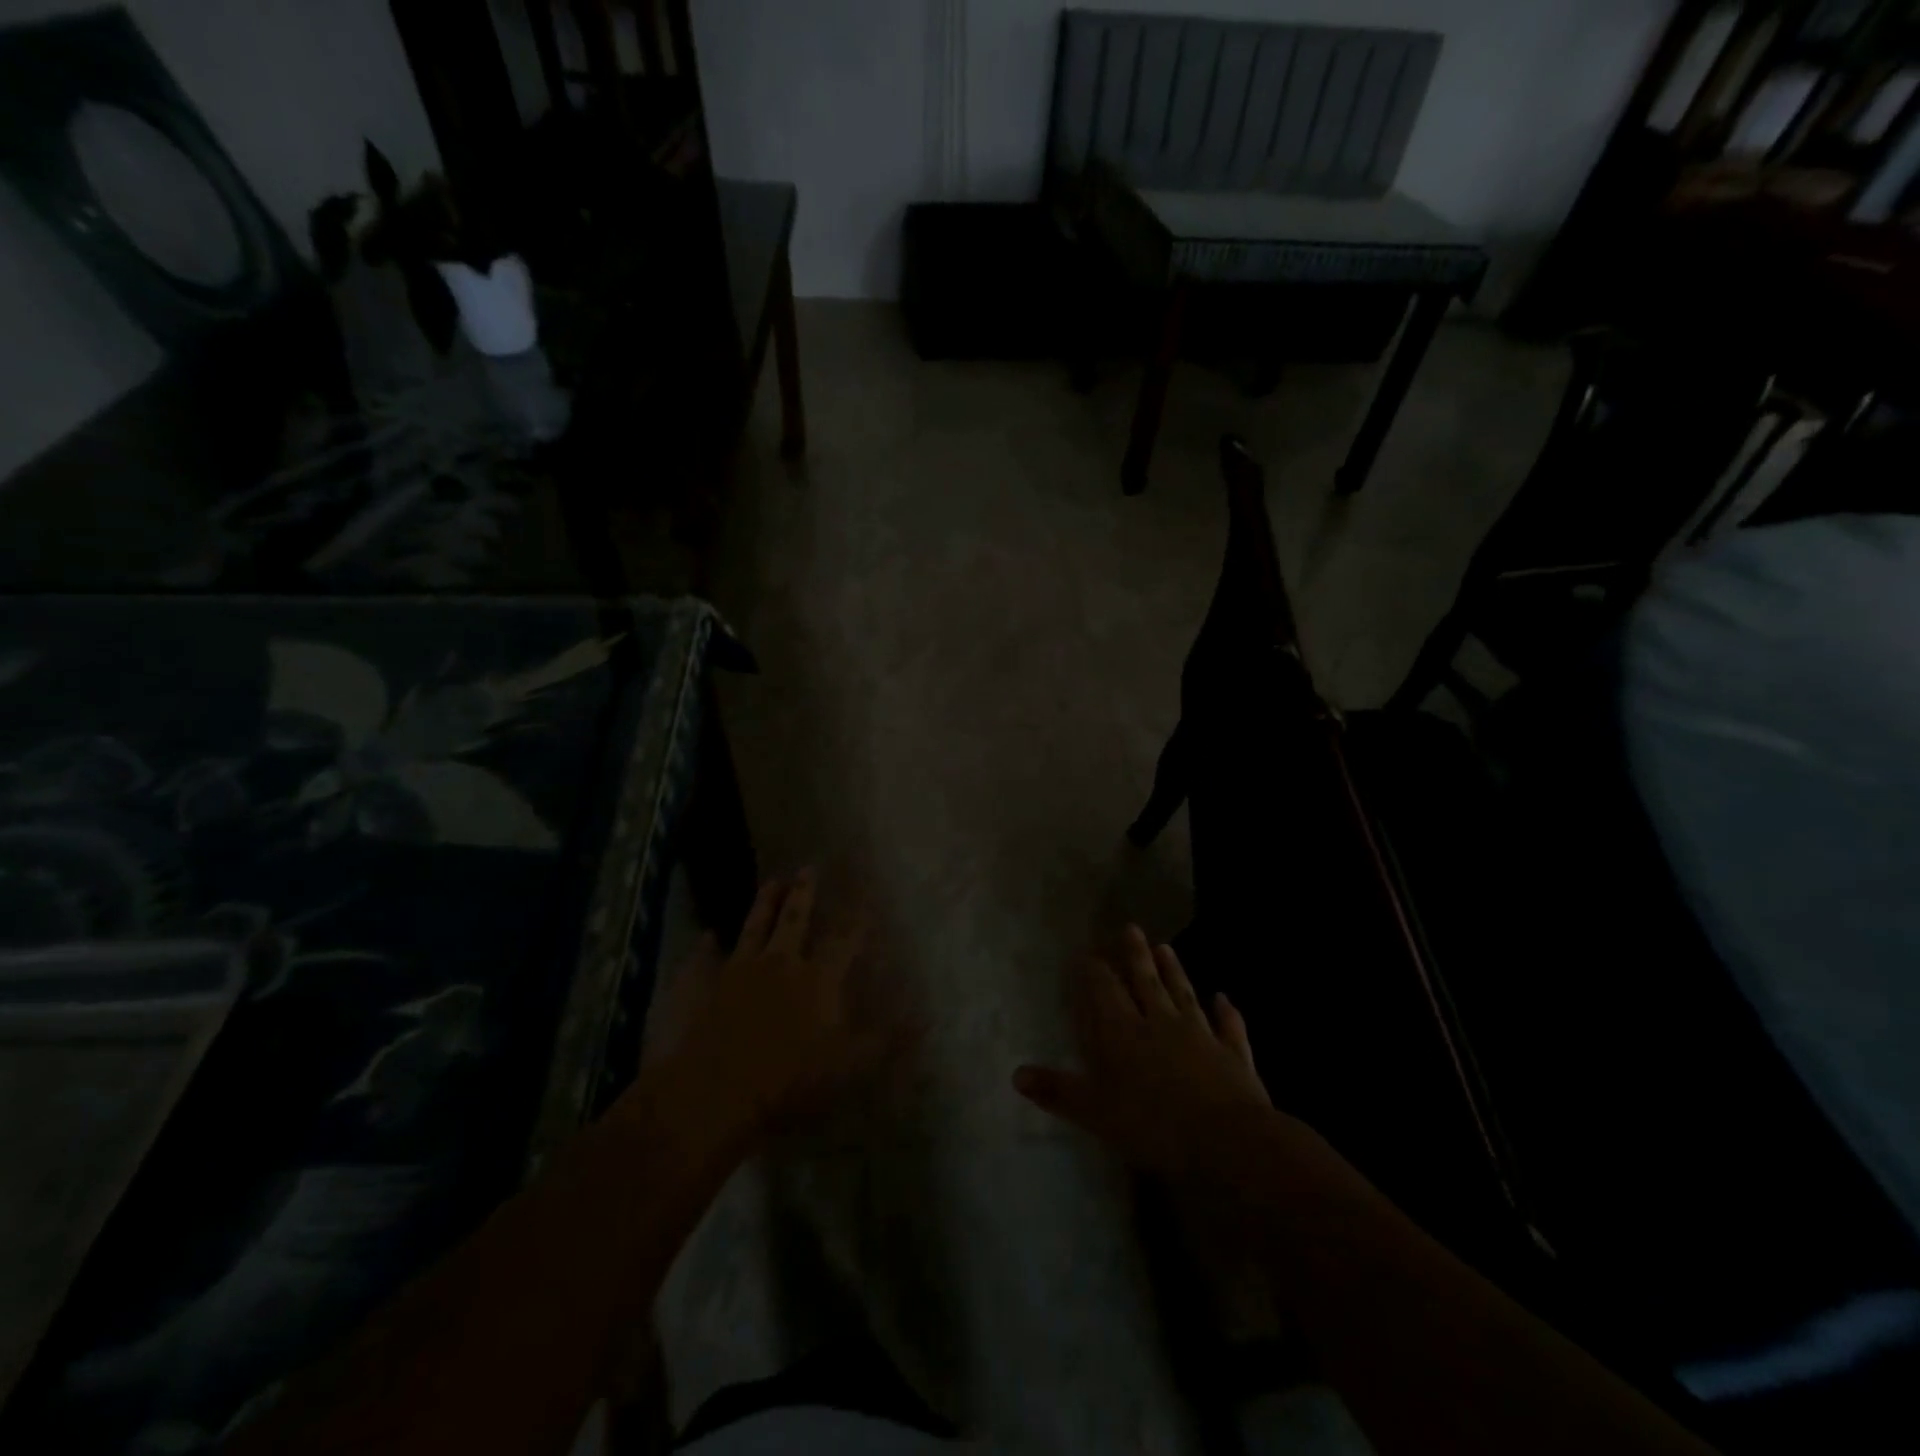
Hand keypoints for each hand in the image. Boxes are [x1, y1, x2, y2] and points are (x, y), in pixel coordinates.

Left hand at [632, 872, 893, 1156]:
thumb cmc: (789, 1082)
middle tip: (808, 867)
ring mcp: (737, 971)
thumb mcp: (849, 1066)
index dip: (857, 917)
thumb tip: (927, 1017)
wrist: (713, 1094)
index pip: (844, 939)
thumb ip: (887, 1040)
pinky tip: (706, 936)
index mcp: (817, 980)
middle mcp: (779, 964)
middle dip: (804, 893)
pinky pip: (703, 959)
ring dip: (764, 903)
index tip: (867, 893)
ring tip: (772, 881)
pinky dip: (705, 947)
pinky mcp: (701, 988)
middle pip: (794, 919)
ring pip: (753, 927)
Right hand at [1014, 926, 1270, 1179]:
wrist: (1227, 1140)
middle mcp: (1161, 1023)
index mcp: (1124, 1034)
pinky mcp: (1233, 1055)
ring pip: (1184, 994)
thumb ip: (1058, 1091)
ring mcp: (1201, 1035)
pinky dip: (1226, 1012)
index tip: (1087, 952)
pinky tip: (1224, 998)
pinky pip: (1228, 1026)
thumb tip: (1016, 1074)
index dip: (1094, 972)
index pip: (1105, 992)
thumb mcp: (1095, 1112)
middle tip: (1131, 928)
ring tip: (1166, 947)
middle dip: (1136, 956)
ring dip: (1174, 972)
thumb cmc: (1153, 1125)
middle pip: (1146, 982)